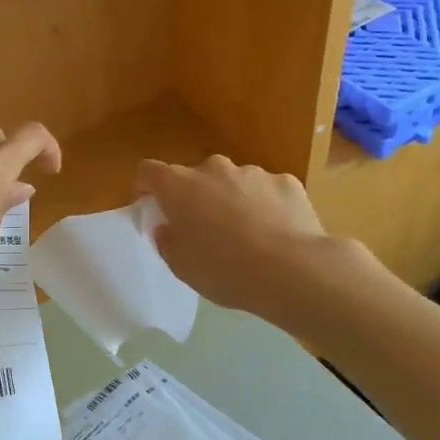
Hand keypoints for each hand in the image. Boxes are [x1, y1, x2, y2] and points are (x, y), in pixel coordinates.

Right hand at [137, 154, 377, 333]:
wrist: (292, 270)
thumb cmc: (224, 270)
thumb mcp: (182, 267)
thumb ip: (168, 242)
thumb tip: (167, 227)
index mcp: (180, 186)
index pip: (149, 171)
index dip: (147, 187)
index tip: (152, 206)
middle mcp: (214, 169)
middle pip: (195, 177)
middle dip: (195, 197)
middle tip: (205, 230)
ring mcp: (253, 172)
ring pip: (233, 183)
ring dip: (232, 201)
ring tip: (248, 237)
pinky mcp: (286, 181)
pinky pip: (267, 191)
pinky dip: (266, 206)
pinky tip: (277, 234)